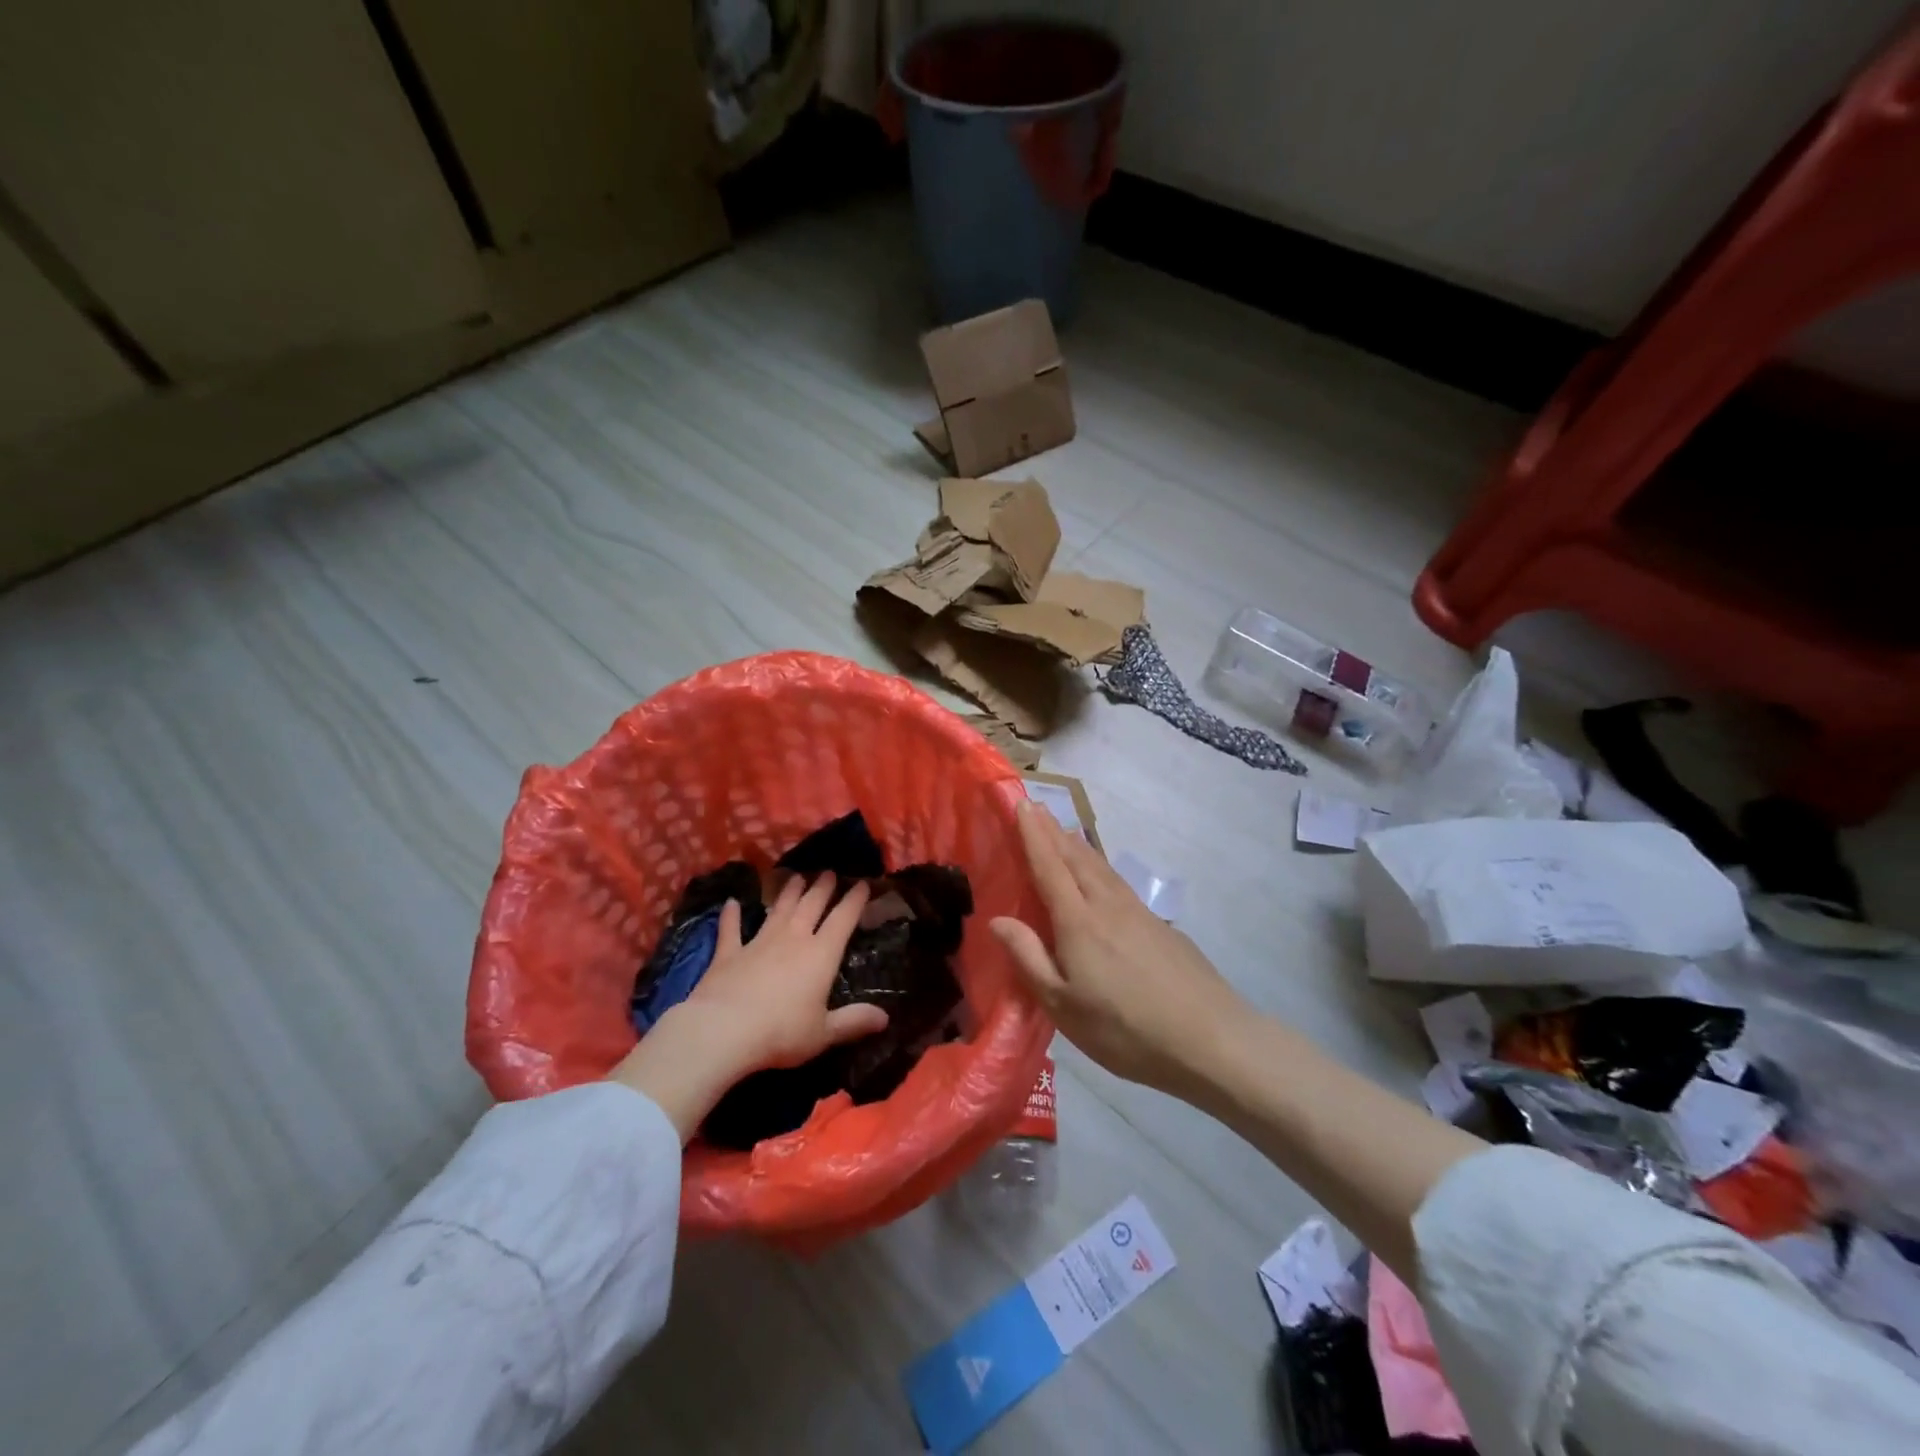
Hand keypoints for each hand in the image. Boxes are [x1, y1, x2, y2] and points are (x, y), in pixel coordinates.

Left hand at [608, 873, 887, 1139]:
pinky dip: (731, 916)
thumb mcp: (824, 1033)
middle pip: (811, 905)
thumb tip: (886, 1018)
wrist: (723, 1030)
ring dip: (788, 892)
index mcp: (821, 955)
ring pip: (778, 909)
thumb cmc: (781, 1032)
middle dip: (822, 887)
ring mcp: (759, 942)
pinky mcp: (728, 953)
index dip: (855, 900)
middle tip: (829, 872)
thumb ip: (854, 1022)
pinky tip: (730, 903)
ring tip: (795, 876)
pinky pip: (731, 929)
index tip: (863, 883)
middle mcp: (793, 939)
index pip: (843, 919)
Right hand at [991, 801, 1243, 1096]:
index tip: (1021, 803)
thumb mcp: (1064, 1006)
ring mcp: (1139, 913)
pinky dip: (1100, 866)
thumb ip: (1030, 958)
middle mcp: (1108, 906)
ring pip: (1101, 867)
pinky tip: (1102, 876)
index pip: (1049, 866)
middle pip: (1076, 858)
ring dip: (1077, 845)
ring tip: (1064, 831)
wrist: (1211, 1039)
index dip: (1033, 835)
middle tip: (1036, 806)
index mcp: (1079, 922)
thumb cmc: (1126, 1029)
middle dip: (1053, 831)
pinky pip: (1119, 882)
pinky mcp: (1160, 926)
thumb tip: (998, 920)